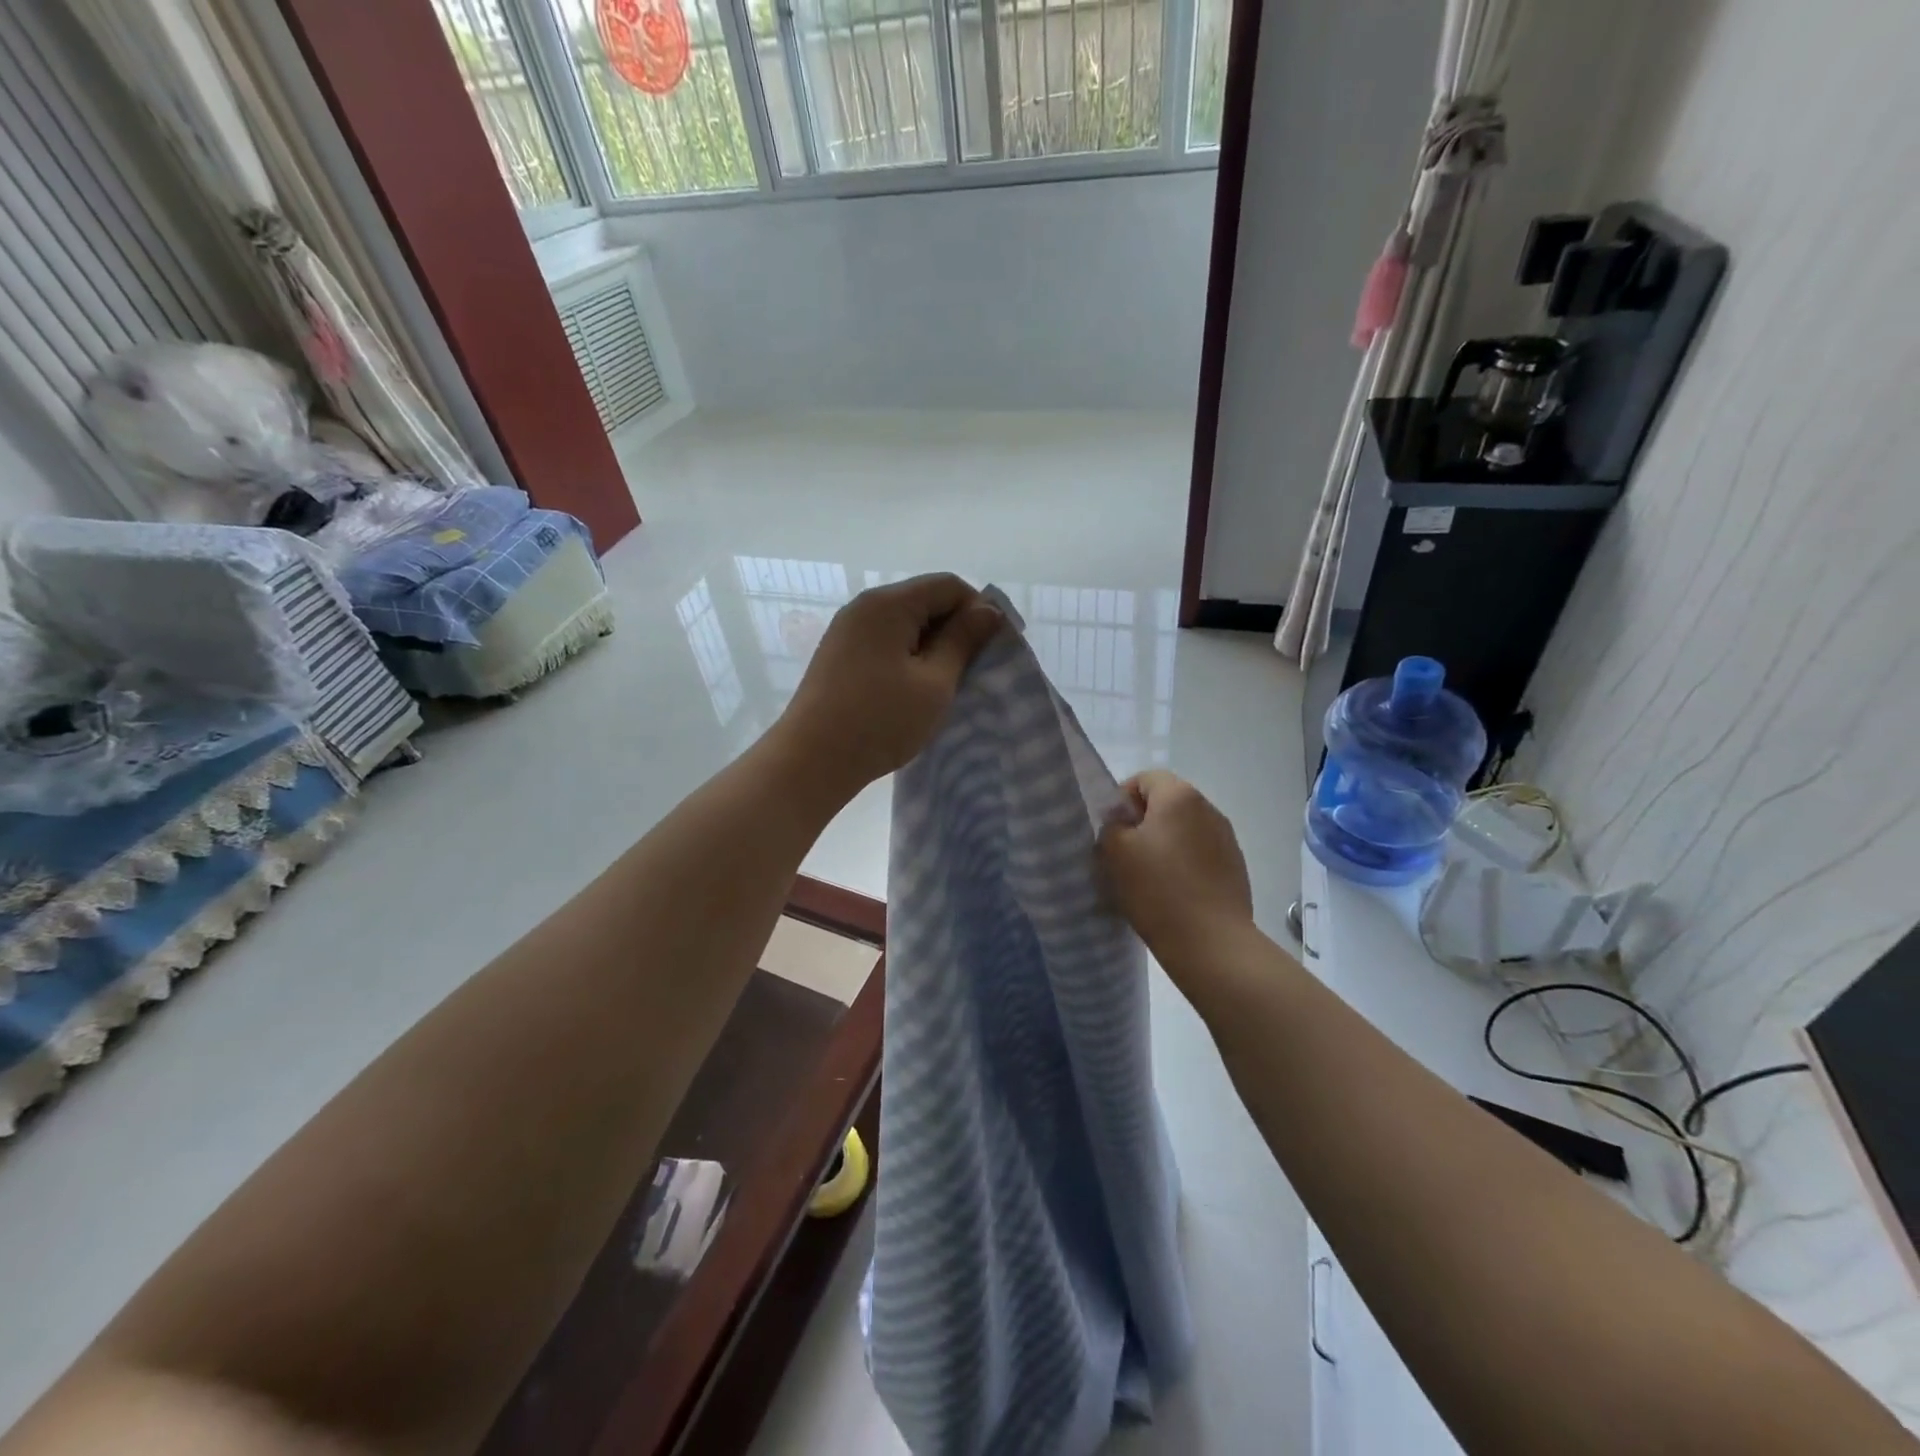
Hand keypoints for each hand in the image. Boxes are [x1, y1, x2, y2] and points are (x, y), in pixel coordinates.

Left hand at [777, 574, 1002, 799]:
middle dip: (955, 628)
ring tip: (946, 683)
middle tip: (974, 669)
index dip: (978, 610)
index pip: (948, 586)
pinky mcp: (838, 654)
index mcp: (889, 604)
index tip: (996, 646)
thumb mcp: (935, 682)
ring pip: (904, 623)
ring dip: (931, 646)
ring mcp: (847, 630)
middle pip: (924, 600)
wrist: (812, 760)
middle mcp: (864, 606)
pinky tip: (914, 689)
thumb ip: (963, 641)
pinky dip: (907, 656)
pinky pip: (884, 641)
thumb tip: (988, 610)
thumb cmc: (881, 720)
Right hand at [1099, 771, 1255, 978]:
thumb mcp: (1114, 851)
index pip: (1144, 778)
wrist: (1211, 943)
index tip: (1109, 830)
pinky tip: (1171, 894)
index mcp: (1179, 796)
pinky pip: (1200, 855)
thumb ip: (1111, 825)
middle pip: (1166, 804)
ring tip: (1146, 878)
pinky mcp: (1235, 868)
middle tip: (1122, 855)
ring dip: (1163, 846)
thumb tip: (1122, 823)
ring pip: (1183, 831)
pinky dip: (1183, 866)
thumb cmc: (1157, 889)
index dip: (1121, 799)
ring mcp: (1226, 839)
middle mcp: (1208, 809)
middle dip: (1142, 823)